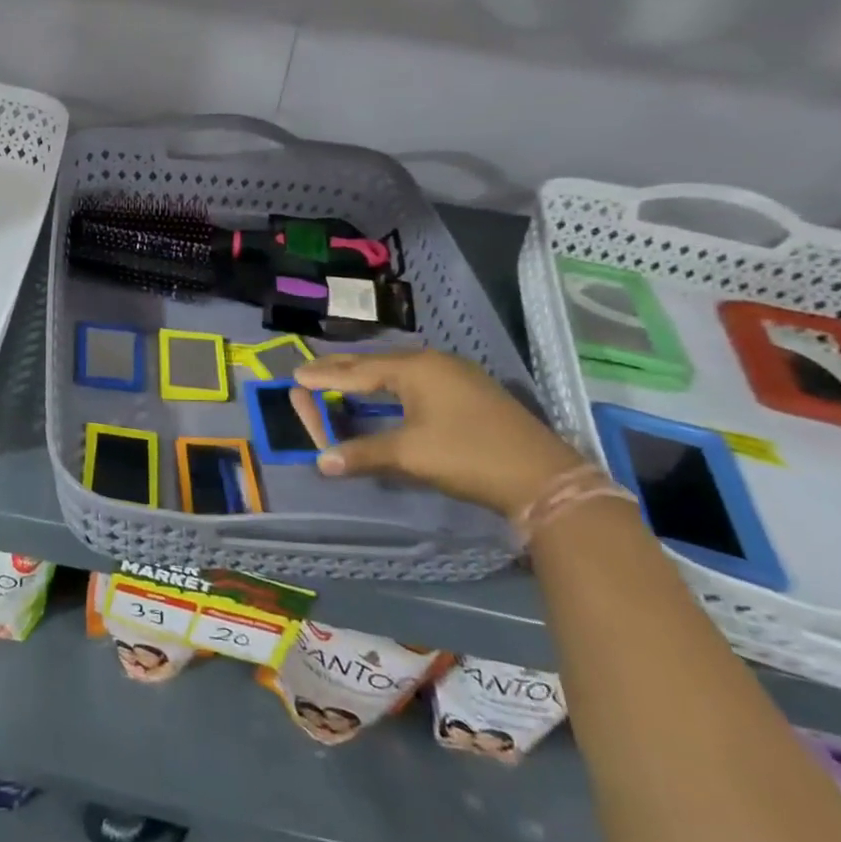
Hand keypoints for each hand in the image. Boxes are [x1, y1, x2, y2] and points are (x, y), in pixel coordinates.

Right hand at [290, 350, 580, 516]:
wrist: (544, 478)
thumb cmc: (468, 455)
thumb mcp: (410, 454)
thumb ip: (363, 453)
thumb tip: (321, 461)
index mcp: (416, 368)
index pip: (359, 370)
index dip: (326, 376)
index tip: (296, 376)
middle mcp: (435, 363)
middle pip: (378, 363)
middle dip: (343, 369)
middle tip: (311, 371)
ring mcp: (457, 376)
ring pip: (399, 371)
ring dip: (368, 376)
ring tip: (342, 378)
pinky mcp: (471, 393)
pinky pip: (417, 380)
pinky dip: (391, 385)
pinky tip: (388, 392)